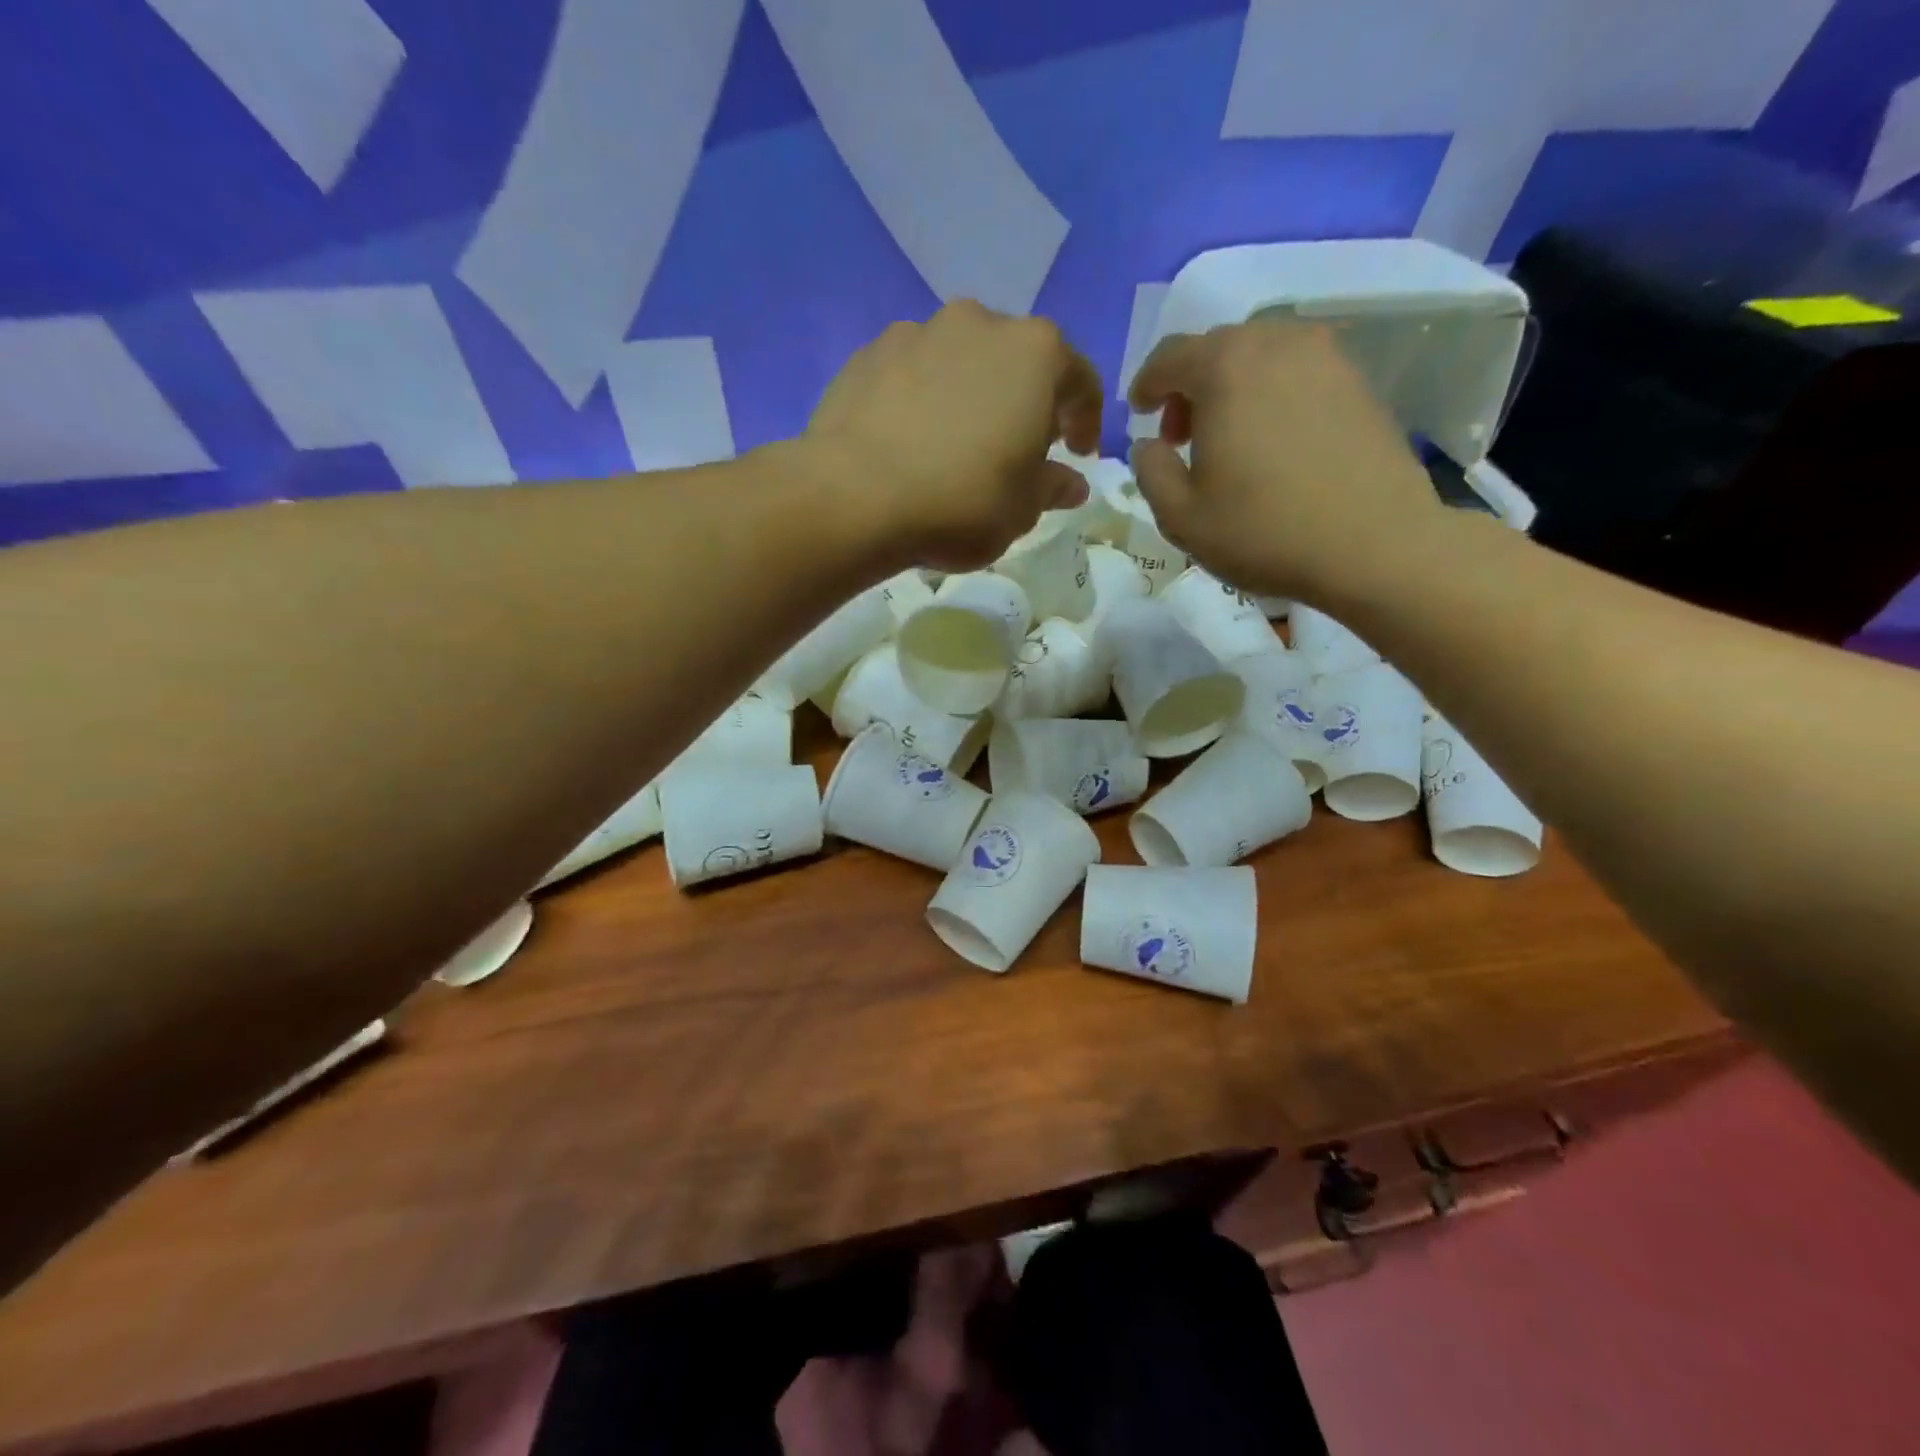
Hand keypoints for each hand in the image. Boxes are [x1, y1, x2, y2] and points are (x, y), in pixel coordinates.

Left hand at [807, 301, 1100, 571]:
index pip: (1080, 379)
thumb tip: (1071, 482)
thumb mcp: (1022, 510)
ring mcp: (918, 332)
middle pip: (1017, 360)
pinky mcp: (868, 353)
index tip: (1077, 453)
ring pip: (960, 360)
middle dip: (1025, 401)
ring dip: (970, 394)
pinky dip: (922, 399)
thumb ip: (1052, 487)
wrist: (854, 496)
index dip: (1085, 419)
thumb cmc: (960, 502)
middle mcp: (979, 323)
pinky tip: (910, 440)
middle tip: (1017, 447)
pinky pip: (912, 373)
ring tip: (956, 444)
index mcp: (1035, 353)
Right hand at [1127, 320, 1447, 601]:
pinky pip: (1298, 374)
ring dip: (1233, 388)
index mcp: (1225, 368)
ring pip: (1261, 357)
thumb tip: (1148, 445)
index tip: (1139, 413)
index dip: (1147, 384)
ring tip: (1230, 439)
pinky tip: (1274, 442)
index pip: (1170, 355)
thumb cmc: (1263, 530)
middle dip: (1190, 386)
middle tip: (1182, 436)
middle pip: (1217, 349)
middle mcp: (1276, 344)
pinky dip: (1273, 395)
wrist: (1374, 544)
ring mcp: (1326, 358)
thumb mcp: (1181, 516)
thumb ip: (1151, 471)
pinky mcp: (1359, 382)